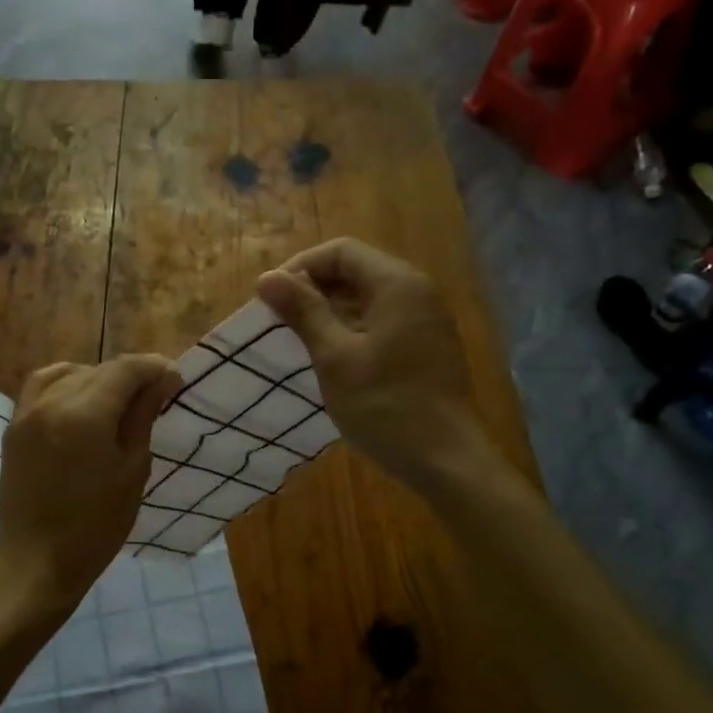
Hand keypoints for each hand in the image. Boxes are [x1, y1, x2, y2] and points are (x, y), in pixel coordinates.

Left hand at [0, 354, 179, 613]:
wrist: (36, 562)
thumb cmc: (96, 526)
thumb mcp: (132, 470)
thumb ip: (143, 417)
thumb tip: (163, 379)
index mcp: (84, 414)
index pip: (124, 370)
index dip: (154, 368)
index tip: (176, 379)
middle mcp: (51, 402)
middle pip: (98, 369)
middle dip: (131, 374)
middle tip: (156, 392)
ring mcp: (26, 412)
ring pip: (69, 373)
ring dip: (99, 377)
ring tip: (119, 397)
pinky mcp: (14, 427)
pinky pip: (41, 387)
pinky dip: (66, 383)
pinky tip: (81, 399)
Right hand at [257, 238, 492, 493]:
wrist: (446, 460)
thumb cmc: (385, 405)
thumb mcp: (334, 356)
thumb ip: (303, 311)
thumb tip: (267, 277)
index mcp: (397, 284)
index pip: (341, 252)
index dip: (300, 267)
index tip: (271, 299)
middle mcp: (416, 292)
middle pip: (356, 271)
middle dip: (314, 289)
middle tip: (280, 321)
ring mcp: (425, 320)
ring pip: (368, 298)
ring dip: (330, 311)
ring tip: (299, 340)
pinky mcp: (426, 346)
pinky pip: (382, 321)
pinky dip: (352, 329)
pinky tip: (332, 357)